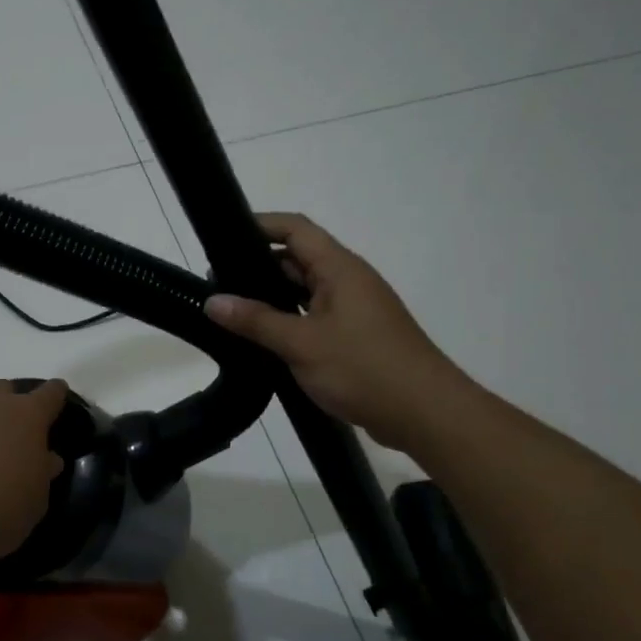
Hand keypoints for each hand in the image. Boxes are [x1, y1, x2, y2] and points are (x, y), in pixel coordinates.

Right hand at [204, 213, 464, 451]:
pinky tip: (263, 340)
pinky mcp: (356, 337)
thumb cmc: (364, 368)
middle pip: (298, 258)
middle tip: (216, 281)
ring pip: (305, 291)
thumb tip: (212, 301)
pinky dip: (289, 320)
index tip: (223, 235)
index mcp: (339, 269)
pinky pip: (315, 316)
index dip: (260, 224)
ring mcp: (354, 310)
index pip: (295, 229)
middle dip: (258, 265)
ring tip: (231, 310)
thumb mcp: (302, 344)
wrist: (427, 415)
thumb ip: (256, 321)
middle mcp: (348, 281)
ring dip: (272, 297)